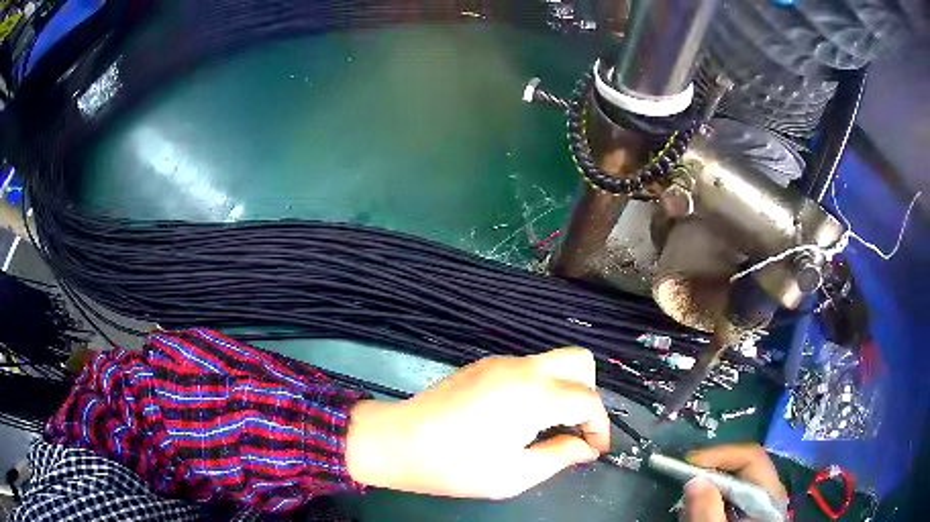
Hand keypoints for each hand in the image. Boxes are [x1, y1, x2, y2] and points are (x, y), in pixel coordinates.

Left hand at [345, 348, 610, 498]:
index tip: (595, 449)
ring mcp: (500, 362)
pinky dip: (540, 386)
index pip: (588, 399)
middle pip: (580, 361)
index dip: (600, 426)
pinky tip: (520, 417)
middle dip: (588, 394)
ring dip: (564, 389)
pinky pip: (528, 367)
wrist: (399, 441)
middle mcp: (523, 369)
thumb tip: (586, 448)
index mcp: (535, 395)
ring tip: (550, 427)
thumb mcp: (515, 475)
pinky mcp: (483, 365)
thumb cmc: (457, 466)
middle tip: (576, 428)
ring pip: (553, 361)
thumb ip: (559, 456)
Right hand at [680, 444, 787, 521]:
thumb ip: (707, 512)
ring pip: (732, 485)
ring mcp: (758, 505)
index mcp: (769, 495)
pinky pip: (727, 500)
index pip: (751, 458)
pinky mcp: (746, 515)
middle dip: (710, 474)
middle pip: (742, 468)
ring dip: (707, 491)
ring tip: (688, 509)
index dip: (720, 455)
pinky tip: (696, 517)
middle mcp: (768, 494)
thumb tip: (693, 480)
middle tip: (682, 483)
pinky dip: (709, 504)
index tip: (687, 464)